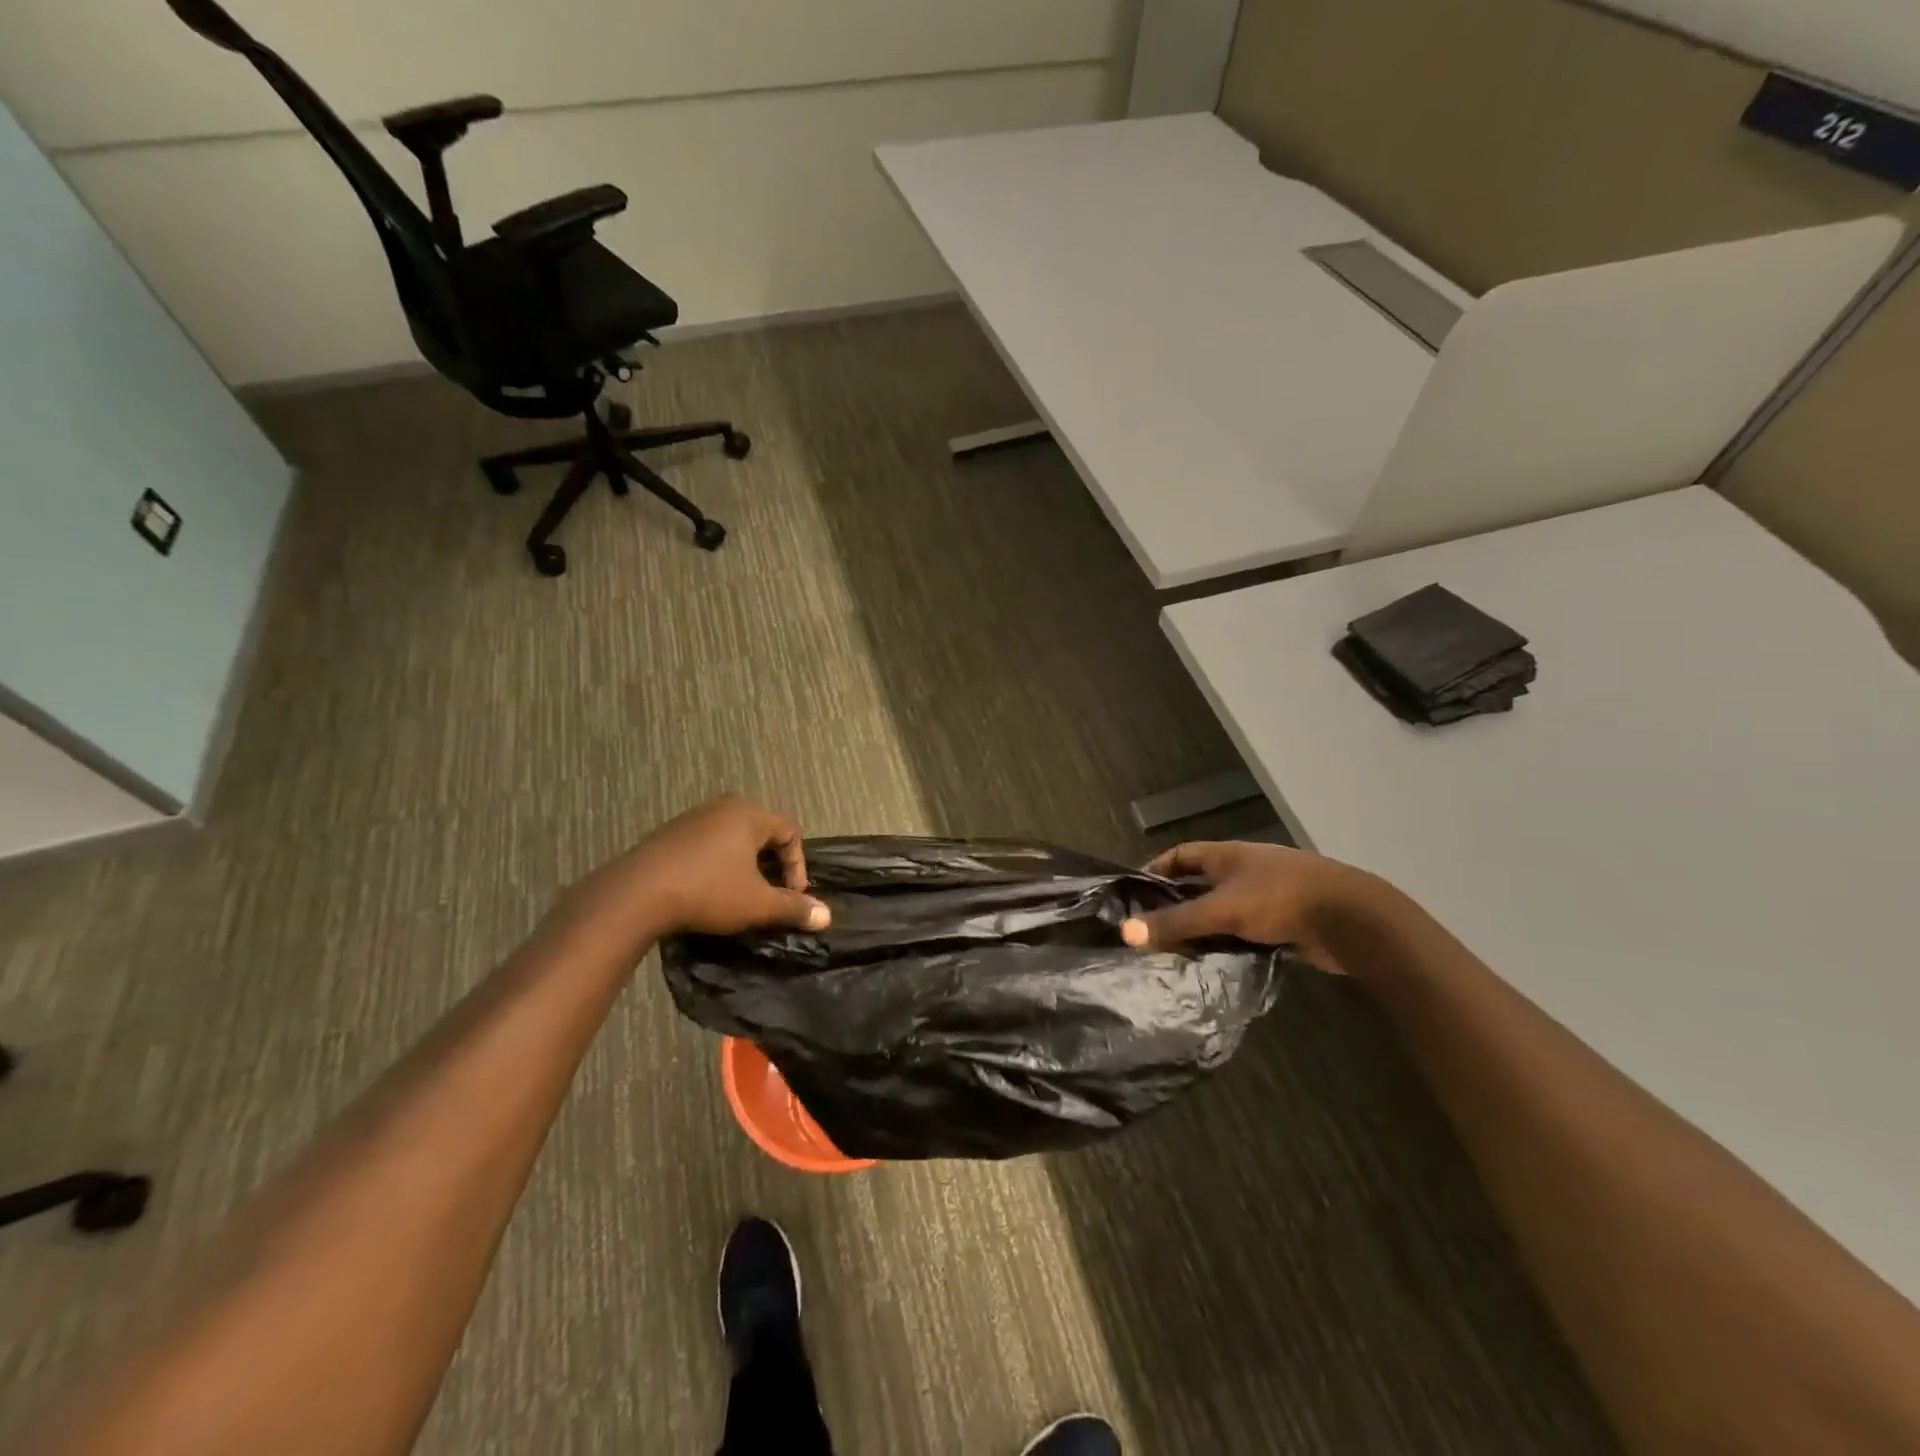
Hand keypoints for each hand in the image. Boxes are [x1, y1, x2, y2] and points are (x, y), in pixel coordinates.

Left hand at [563, 796, 830, 948]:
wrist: (635, 895)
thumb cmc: (707, 892)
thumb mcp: (757, 904)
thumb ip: (793, 907)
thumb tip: (826, 916)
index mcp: (749, 814)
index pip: (790, 833)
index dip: (798, 867)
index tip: (791, 897)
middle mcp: (722, 807)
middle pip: (761, 833)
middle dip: (771, 865)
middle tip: (769, 894)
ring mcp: (691, 818)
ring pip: (732, 840)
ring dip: (744, 866)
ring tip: (740, 895)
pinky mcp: (667, 835)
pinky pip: (706, 845)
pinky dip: (717, 865)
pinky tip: (707, 891)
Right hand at [1121, 840, 1379, 971]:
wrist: (1351, 919)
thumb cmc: (1280, 900)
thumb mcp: (1221, 910)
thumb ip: (1176, 922)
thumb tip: (1126, 932)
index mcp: (1228, 854)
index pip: (1180, 854)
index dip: (1155, 869)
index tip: (1133, 894)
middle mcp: (1245, 868)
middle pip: (1200, 882)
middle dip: (1176, 902)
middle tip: (1150, 928)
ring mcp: (1268, 893)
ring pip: (1224, 908)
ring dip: (1203, 925)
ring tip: (1176, 949)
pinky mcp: (1286, 919)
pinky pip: (1246, 928)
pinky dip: (1229, 940)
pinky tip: (1216, 959)